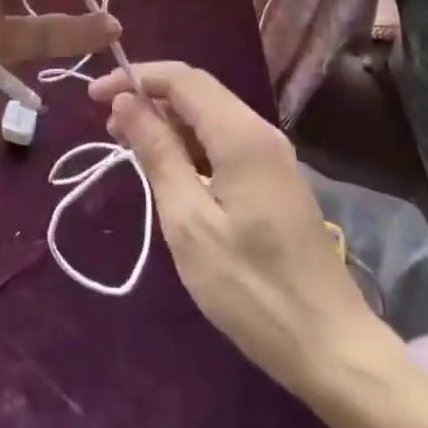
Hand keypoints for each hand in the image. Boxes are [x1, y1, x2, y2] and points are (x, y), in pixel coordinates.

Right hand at [90, 61, 393, 396]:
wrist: (333, 349)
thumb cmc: (252, 288)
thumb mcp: (189, 222)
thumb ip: (157, 153)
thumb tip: (126, 102)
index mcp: (240, 134)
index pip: (181, 78)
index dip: (134, 78)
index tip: (94, 96)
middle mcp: (259, 131)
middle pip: (196, 91)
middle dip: (148, 98)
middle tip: (108, 126)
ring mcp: (271, 156)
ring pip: (209, 116)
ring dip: (167, 122)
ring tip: (129, 146)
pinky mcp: (274, 180)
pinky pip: (222, 141)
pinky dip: (189, 144)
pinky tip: (168, 169)